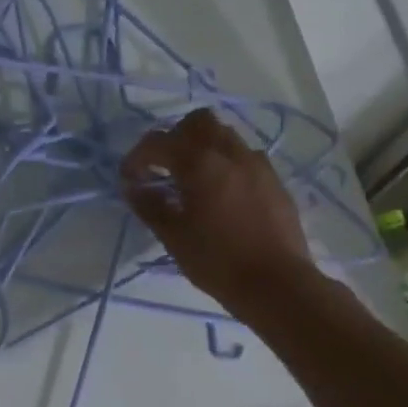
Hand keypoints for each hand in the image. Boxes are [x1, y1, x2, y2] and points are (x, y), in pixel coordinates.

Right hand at [120, 108, 310, 312]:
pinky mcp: (274, 181)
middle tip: (163, 167)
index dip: (137, 156)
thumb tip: (133, 188)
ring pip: (225, 136)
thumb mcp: (174, 238)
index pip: (159, 142)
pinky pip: (245, 157)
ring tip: (192, 179)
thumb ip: (150, 206)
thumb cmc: (218, 262)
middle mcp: (230, 154)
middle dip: (175, 137)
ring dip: (203, 147)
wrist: (277, 284)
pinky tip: (221, 194)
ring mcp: (258, 165)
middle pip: (198, 122)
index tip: (129, 179)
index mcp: (200, 164)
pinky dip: (226, 164)